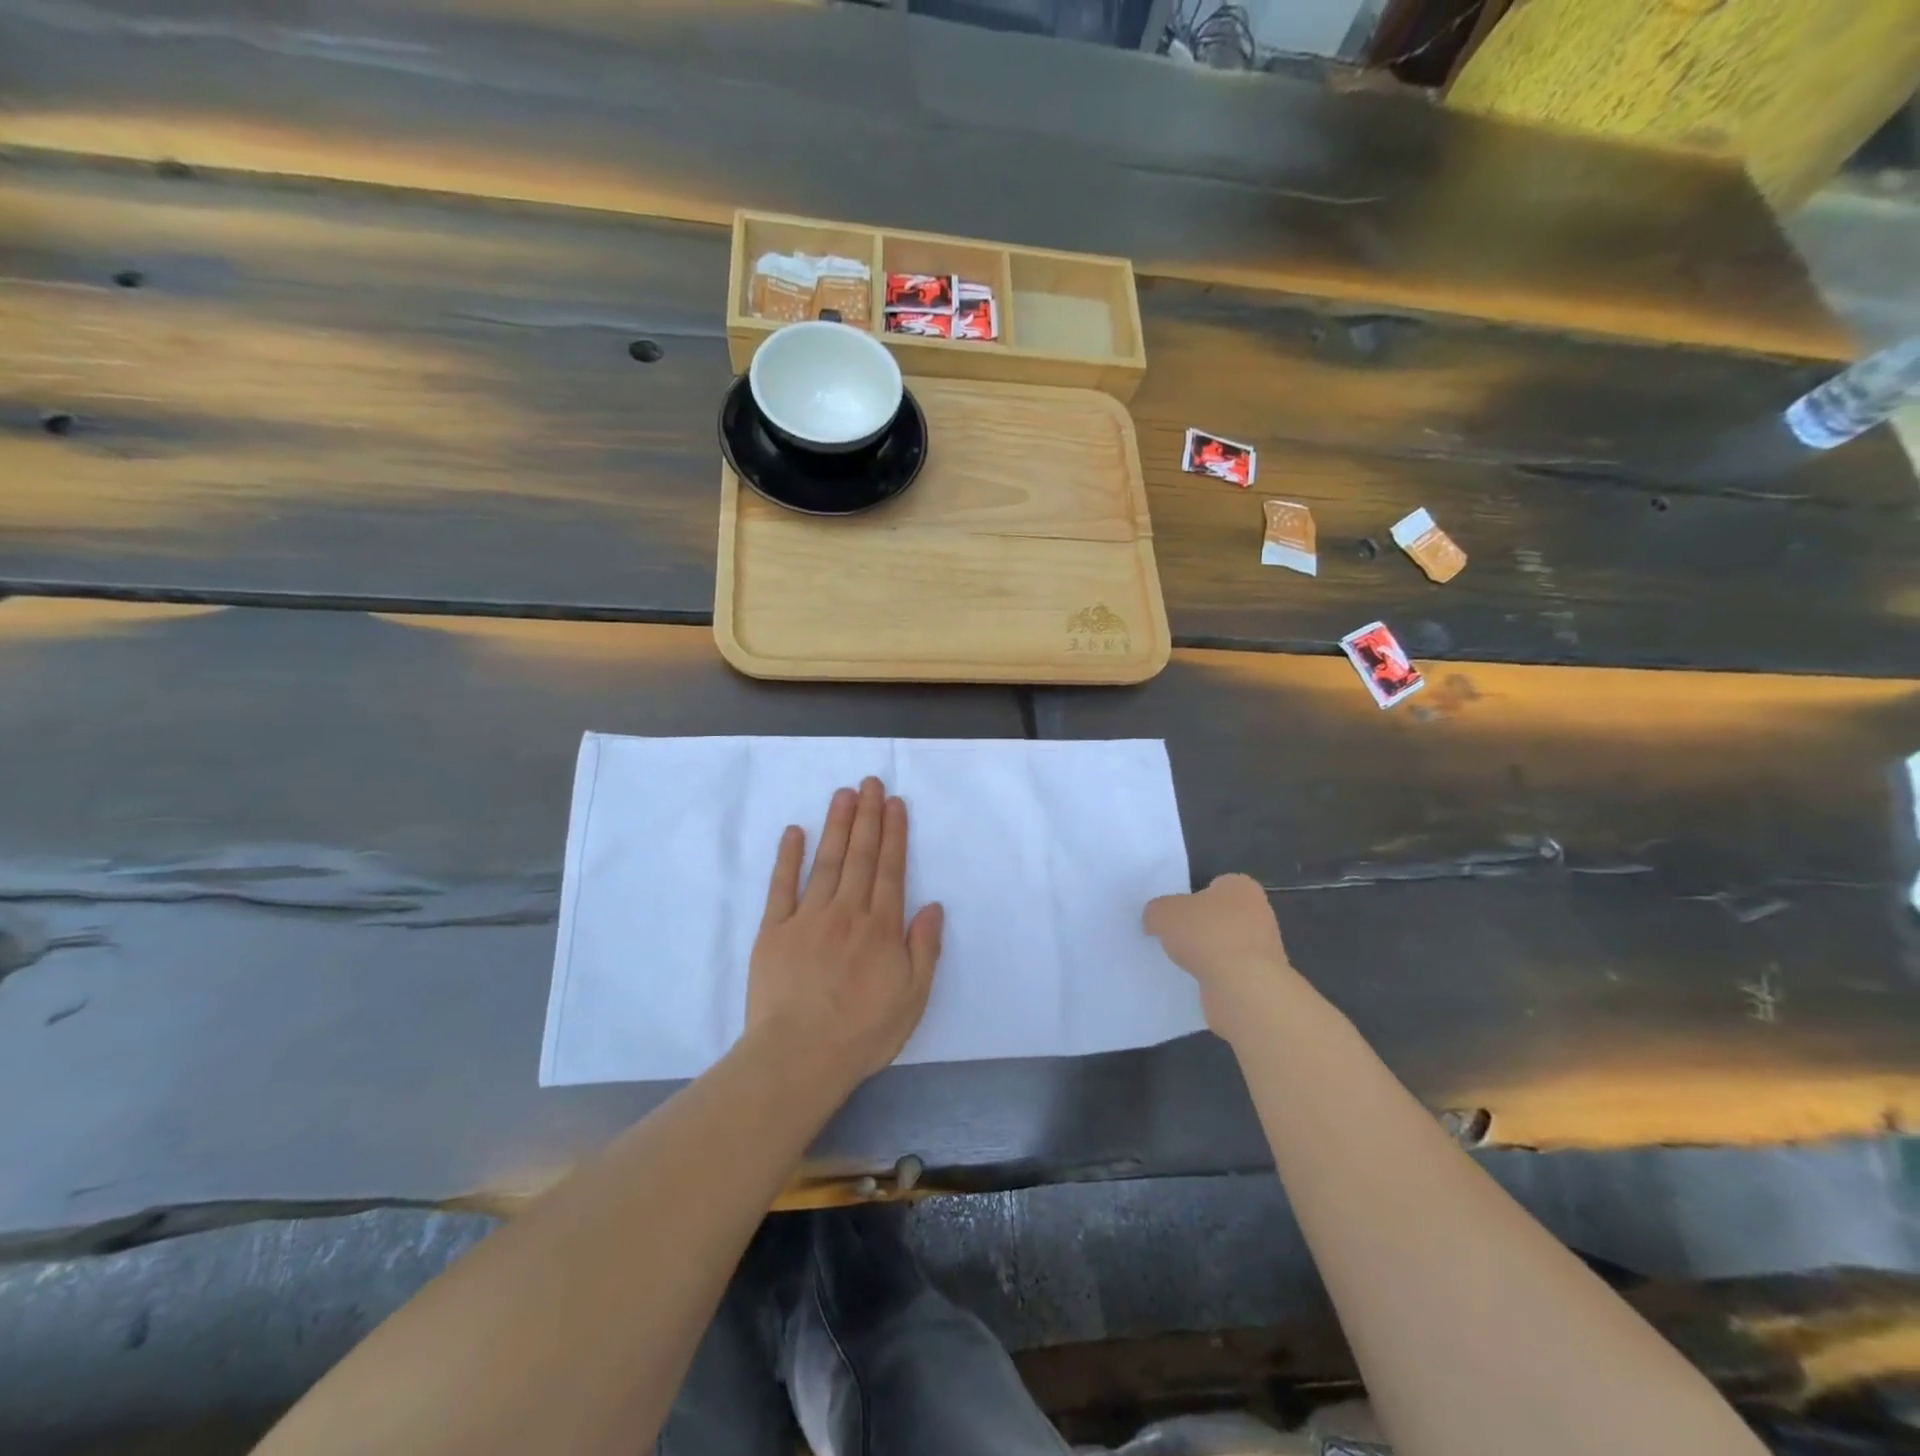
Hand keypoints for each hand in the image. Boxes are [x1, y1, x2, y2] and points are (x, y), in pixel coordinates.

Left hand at [746, 777, 943, 1084]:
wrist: (799, 1056)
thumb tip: (933, 906)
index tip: (895, 803)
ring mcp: (808, 917)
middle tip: (870, 781)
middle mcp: (847, 911)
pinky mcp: (774, 931)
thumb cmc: (863, 1032)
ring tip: (844, 794)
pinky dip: (789, 857)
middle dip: (868, 816)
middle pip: (860, 855)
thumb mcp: (913, 997)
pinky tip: (795, 831)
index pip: (891, 869)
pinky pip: (782, 886)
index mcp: (881, 927)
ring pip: (827, 861)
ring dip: (837, 825)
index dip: (894, 833)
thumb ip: (924, 948)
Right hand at [1144, 873, 1295, 1036]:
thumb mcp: (1163, 912)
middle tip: (1172, 936)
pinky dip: (1214, 977)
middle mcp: (1259, 913)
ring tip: (1180, 962)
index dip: (1192, 897)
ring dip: (1206, 954)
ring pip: (1224, 945)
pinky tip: (1196, 981)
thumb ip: (1155, 911)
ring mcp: (1263, 949)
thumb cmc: (1206, 935)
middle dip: (1198, 927)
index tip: (1174, 913)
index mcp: (1241, 887)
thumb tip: (1154, 921)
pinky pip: (1229, 972)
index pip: (1215, 885)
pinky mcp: (1260, 979)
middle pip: (1219, 916)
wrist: (1243, 988)